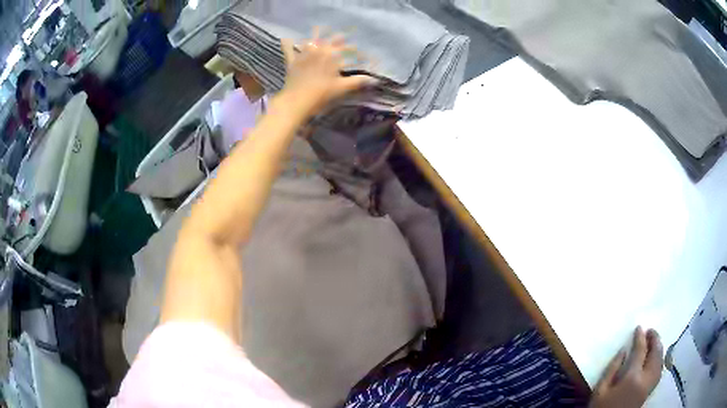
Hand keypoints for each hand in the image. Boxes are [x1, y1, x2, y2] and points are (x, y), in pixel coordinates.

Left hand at [279, 28, 372, 117]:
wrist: (296, 101)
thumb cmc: (321, 94)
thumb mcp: (342, 88)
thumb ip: (358, 81)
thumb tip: (374, 80)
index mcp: (332, 55)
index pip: (347, 49)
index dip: (354, 50)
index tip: (359, 52)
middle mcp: (318, 50)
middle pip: (330, 40)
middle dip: (338, 38)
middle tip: (342, 38)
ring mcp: (304, 54)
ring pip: (311, 41)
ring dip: (317, 36)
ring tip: (320, 30)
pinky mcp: (292, 61)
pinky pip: (289, 49)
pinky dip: (287, 44)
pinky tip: (286, 38)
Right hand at [589, 327, 663, 407]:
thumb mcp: (600, 390)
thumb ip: (612, 369)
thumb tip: (624, 350)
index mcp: (632, 377)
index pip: (640, 351)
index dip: (640, 337)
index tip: (639, 327)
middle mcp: (645, 379)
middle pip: (655, 353)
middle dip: (654, 339)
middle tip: (650, 330)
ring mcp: (649, 385)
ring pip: (660, 361)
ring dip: (659, 348)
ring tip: (654, 340)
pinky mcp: (650, 391)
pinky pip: (660, 370)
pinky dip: (660, 359)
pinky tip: (656, 357)